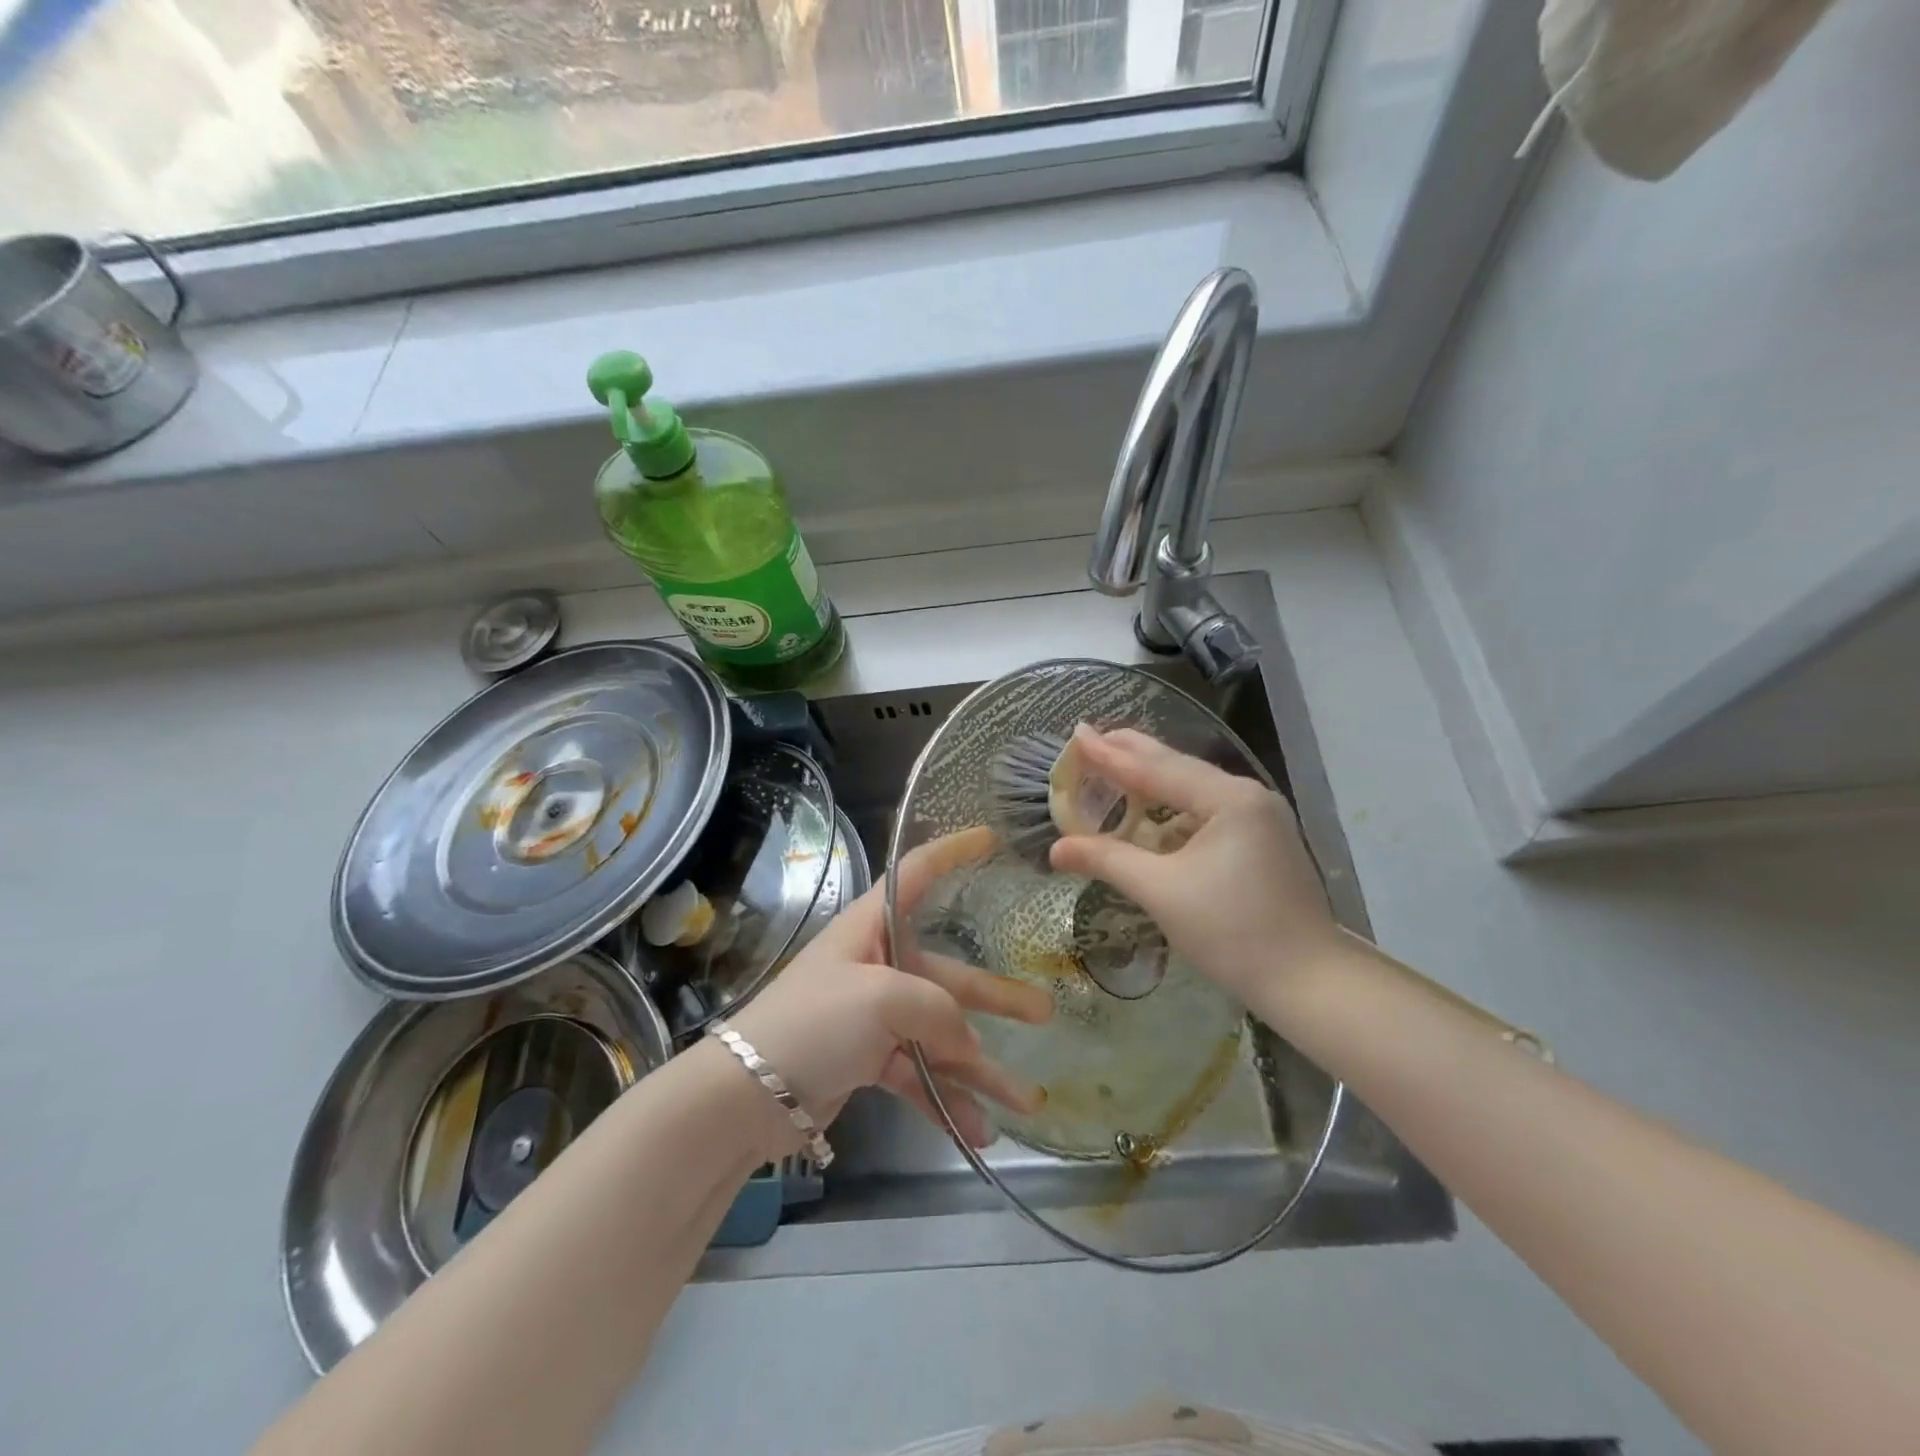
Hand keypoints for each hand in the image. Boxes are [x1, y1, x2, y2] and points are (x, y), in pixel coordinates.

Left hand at [729, 827, 1051, 1154]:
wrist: (747, 1095)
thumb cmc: (814, 1021)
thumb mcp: (880, 999)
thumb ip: (937, 1010)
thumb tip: (968, 1041)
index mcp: (872, 928)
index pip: (916, 873)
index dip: (951, 852)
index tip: (989, 839)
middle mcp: (878, 966)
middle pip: (948, 974)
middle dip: (996, 998)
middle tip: (1045, 1011)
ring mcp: (875, 1017)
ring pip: (941, 1036)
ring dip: (982, 1070)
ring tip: (1029, 1100)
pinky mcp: (869, 1061)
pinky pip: (919, 1076)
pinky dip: (947, 1101)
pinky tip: (979, 1131)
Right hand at [1047, 727, 1344, 1009]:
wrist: (1308, 982)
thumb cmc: (1233, 932)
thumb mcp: (1162, 892)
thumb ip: (1108, 860)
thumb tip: (1056, 849)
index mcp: (1228, 799)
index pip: (1156, 768)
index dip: (1111, 754)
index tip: (1077, 734)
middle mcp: (1247, 796)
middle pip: (1178, 768)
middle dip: (1131, 755)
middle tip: (1090, 740)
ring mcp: (1259, 818)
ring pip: (1192, 789)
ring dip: (1151, 781)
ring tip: (1113, 769)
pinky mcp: (1261, 840)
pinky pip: (1205, 811)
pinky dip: (1171, 808)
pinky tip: (1150, 813)